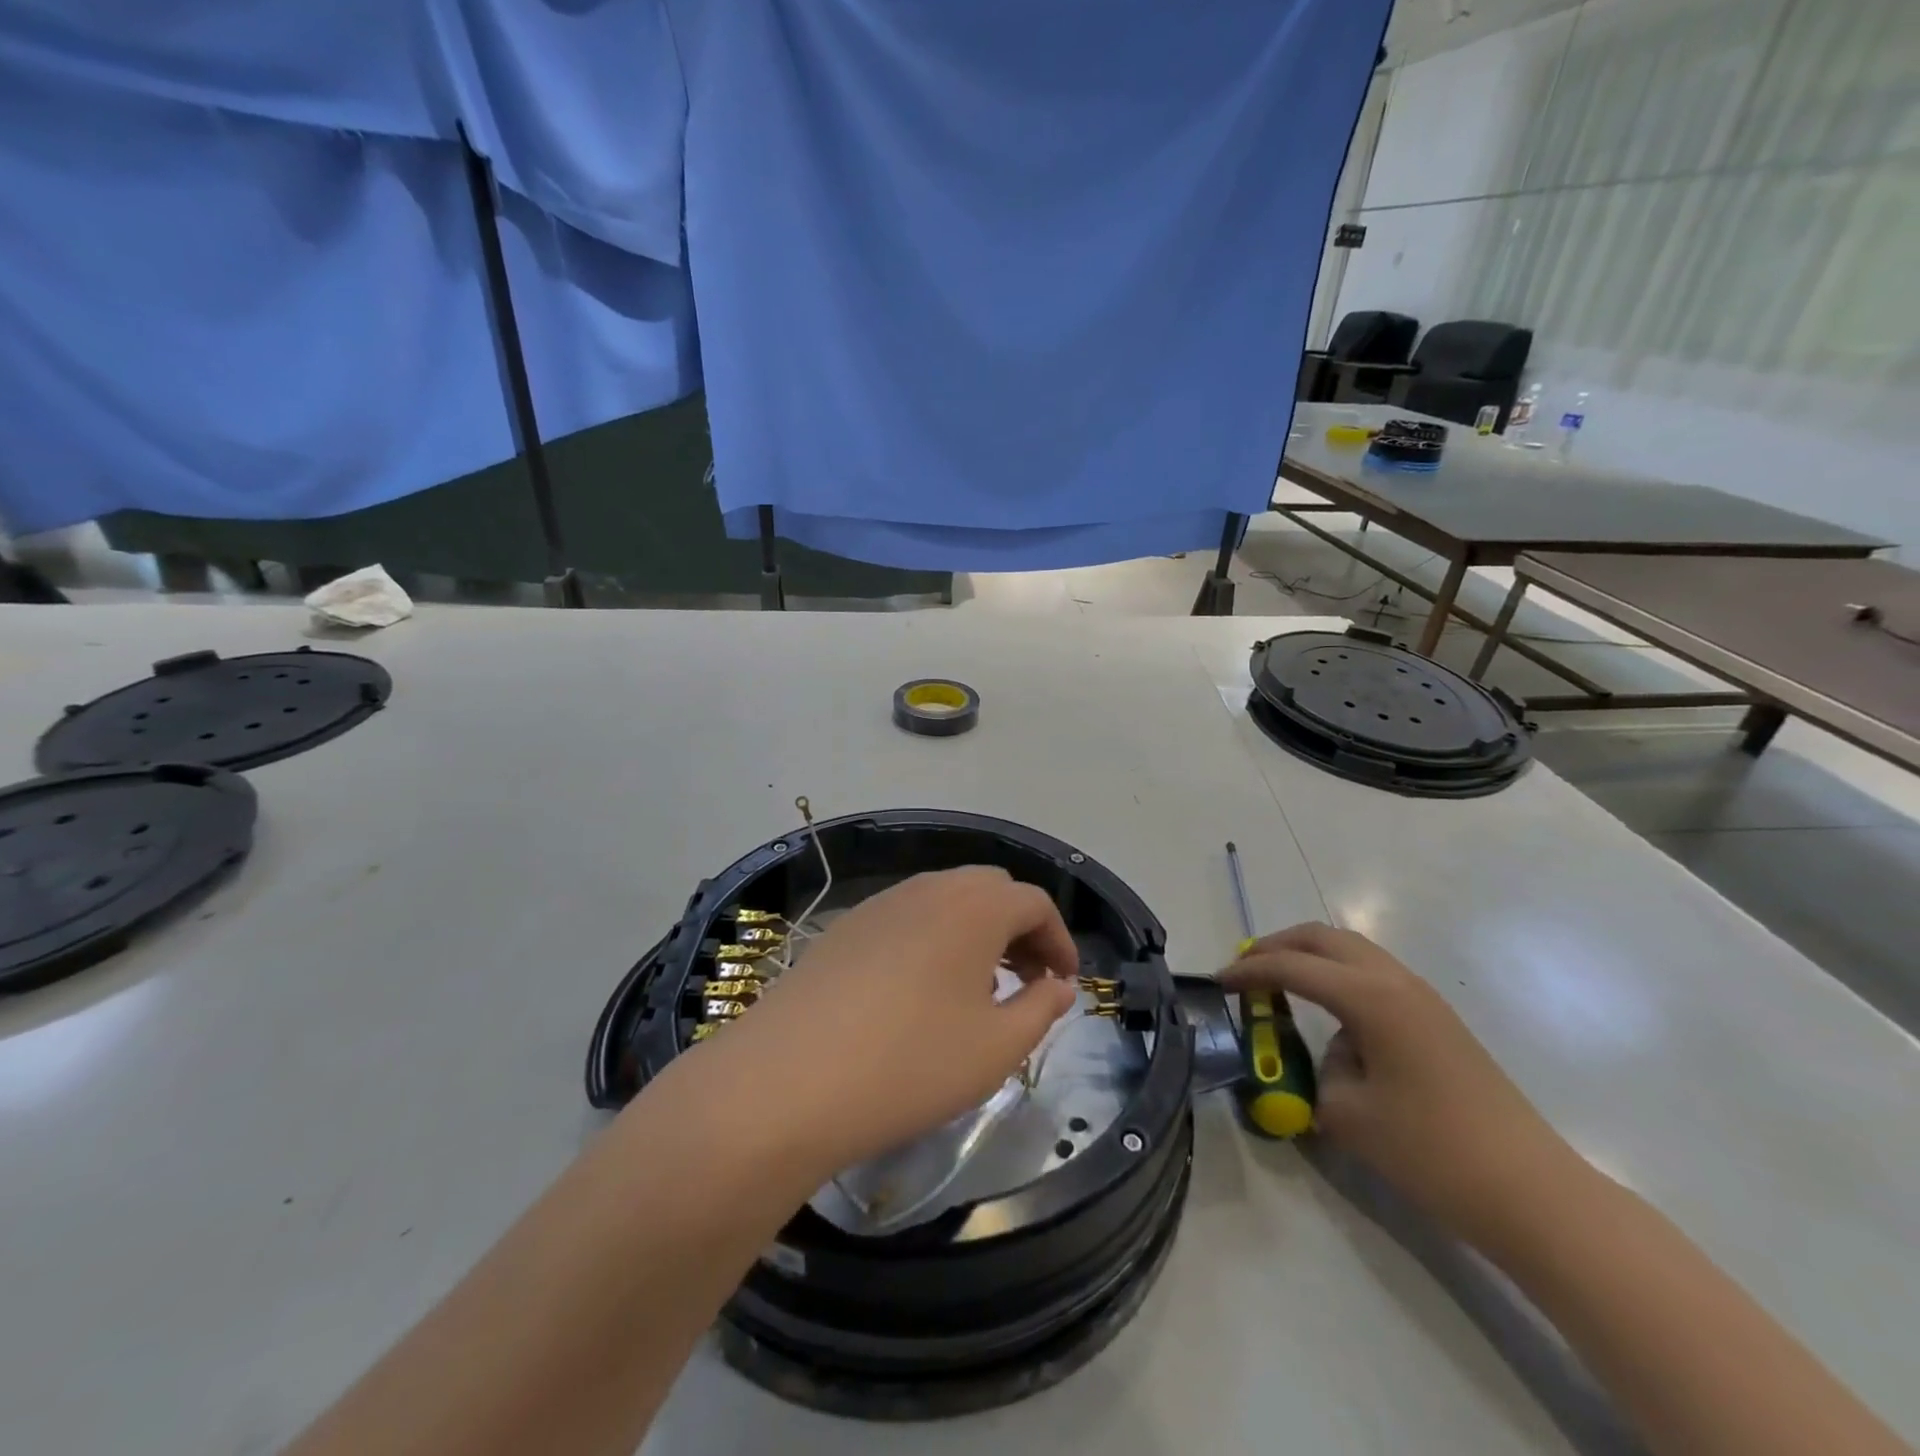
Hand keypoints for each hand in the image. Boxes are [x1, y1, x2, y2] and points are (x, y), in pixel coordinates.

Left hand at [706, 868, 1080, 1179]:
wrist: (786, 1081)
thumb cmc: (909, 1064)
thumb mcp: (995, 1048)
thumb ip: (1040, 1009)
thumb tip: (1058, 986)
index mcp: (973, 907)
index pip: (1034, 902)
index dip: (1059, 940)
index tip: (1064, 984)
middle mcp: (928, 889)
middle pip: (990, 890)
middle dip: (1019, 929)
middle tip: (1027, 980)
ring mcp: (880, 904)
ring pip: (945, 900)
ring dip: (975, 932)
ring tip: (977, 989)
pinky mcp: (844, 928)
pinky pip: (906, 917)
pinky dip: (933, 939)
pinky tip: (920, 992)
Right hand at [1224, 923, 1582, 1249]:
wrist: (1533, 1194)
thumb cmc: (1432, 1152)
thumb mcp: (1347, 1115)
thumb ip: (1319, 1072)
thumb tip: (1327, 1059)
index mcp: (1370, 997)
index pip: (1292, 967)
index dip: (1249, 971)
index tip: (1217, 982)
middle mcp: (1395, 981)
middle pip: (1324, 937)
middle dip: (1278, 945)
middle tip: (1246, 969)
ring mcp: (1423, 997)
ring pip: (1353, 951)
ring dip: (1311, 958)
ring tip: (1281, 985)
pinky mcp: (1437, 1019)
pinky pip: (1374, 975)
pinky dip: (1339, 978)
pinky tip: (1331, 1017)